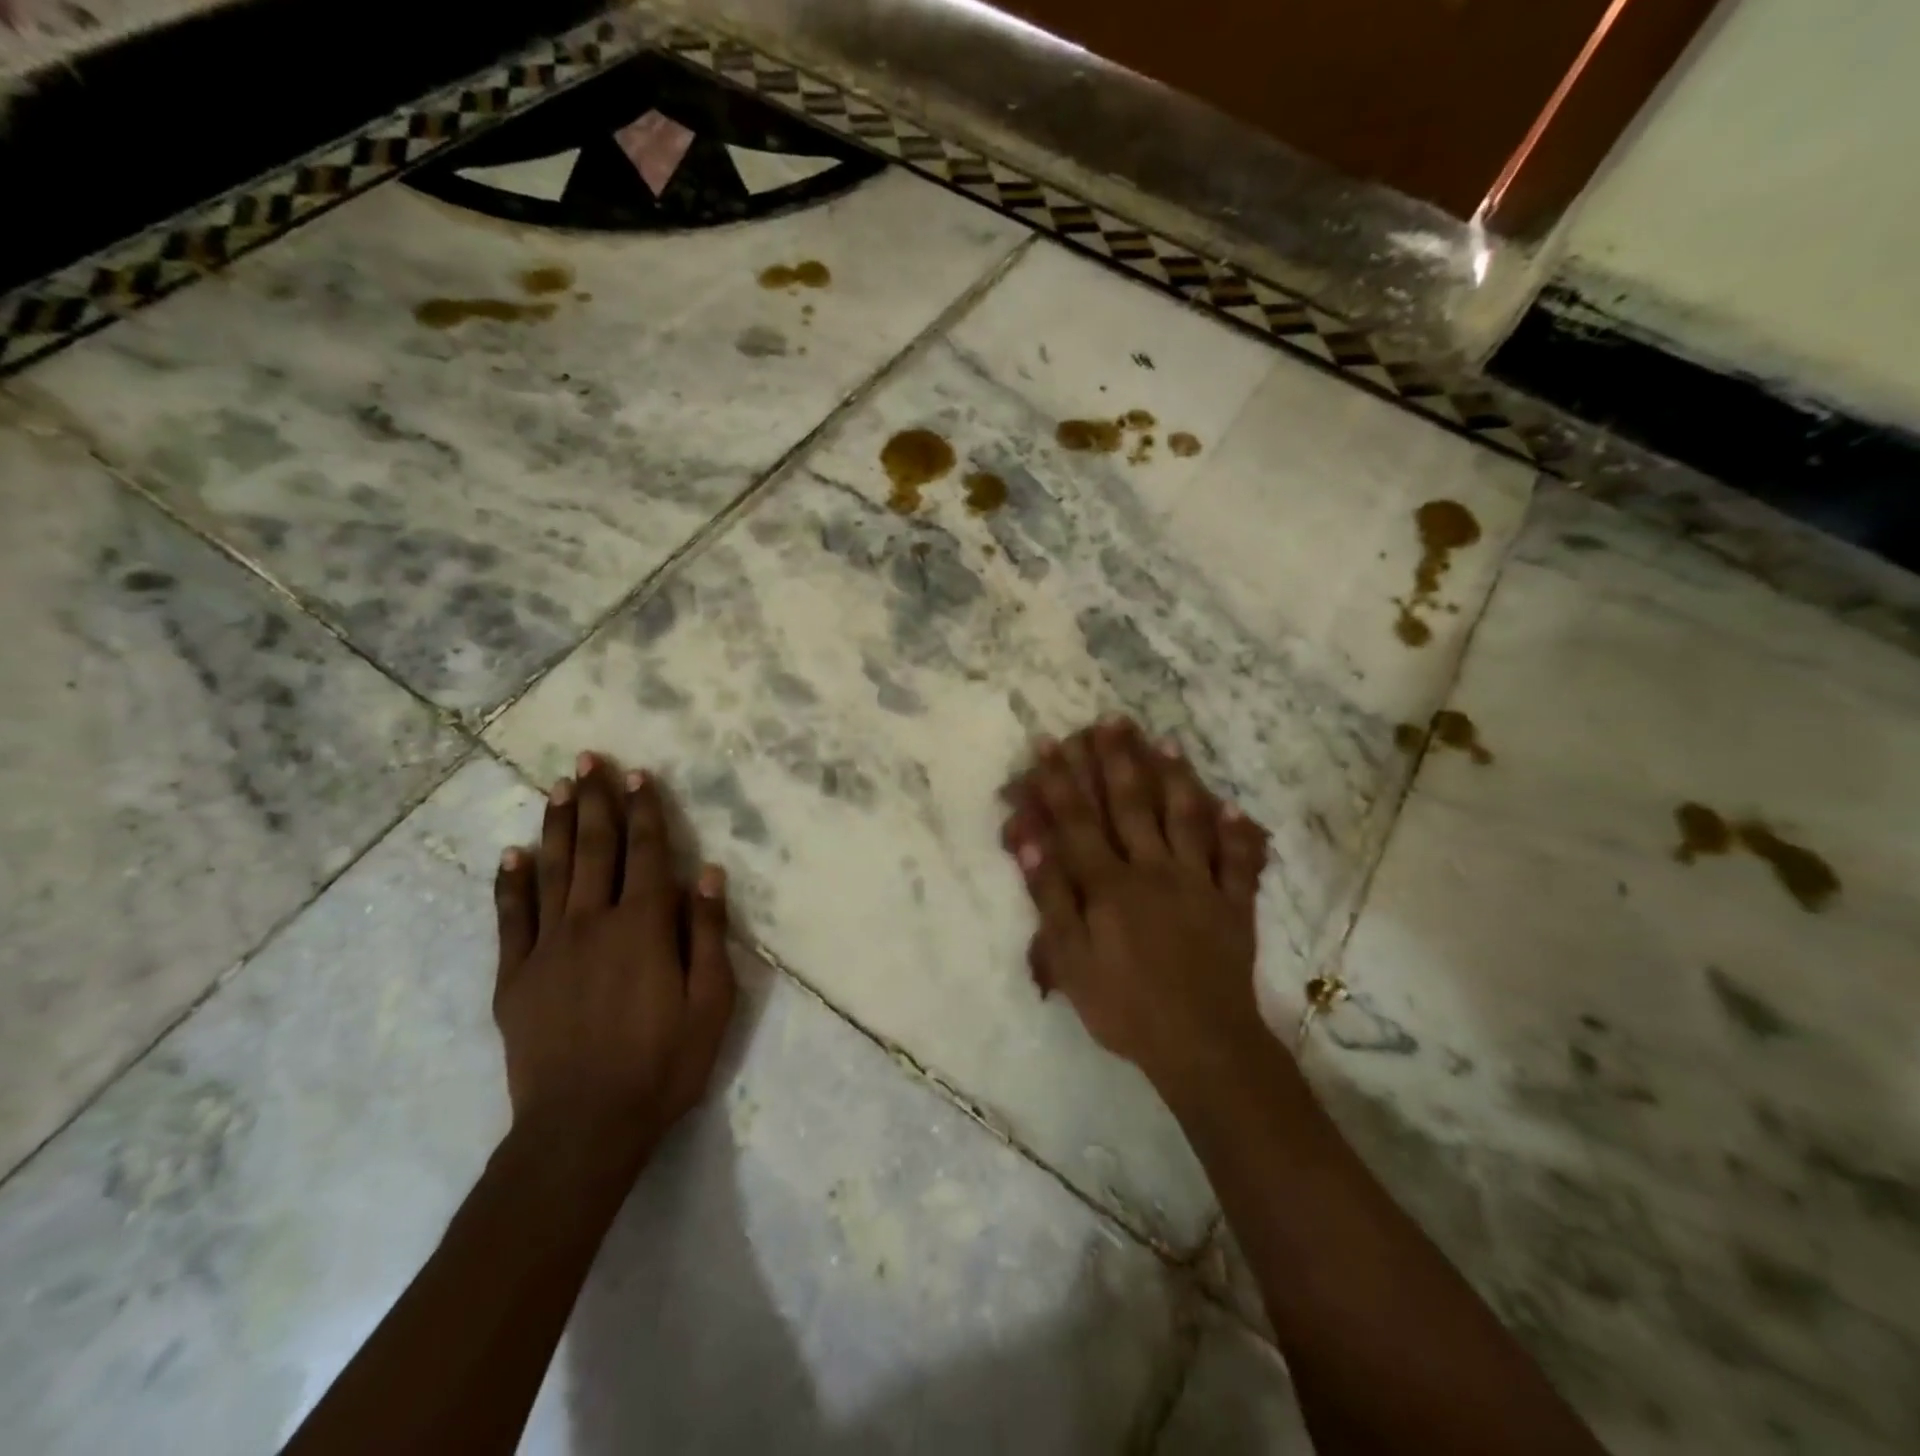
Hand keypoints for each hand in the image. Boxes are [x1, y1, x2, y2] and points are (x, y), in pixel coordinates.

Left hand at [492, 753, 735, 1173]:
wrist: (583, 1128)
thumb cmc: (662, 1064)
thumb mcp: (711, 1002)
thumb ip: (707, 933)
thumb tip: (707, 873)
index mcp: (643, 926)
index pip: (646, 853)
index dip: (645, 811)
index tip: (640, 776)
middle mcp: (593, 922)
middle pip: (595, 849)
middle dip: (595, 801)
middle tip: (589, 760)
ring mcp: (547, 948)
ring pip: (552, 871)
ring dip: (556, 826)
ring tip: (556, 788)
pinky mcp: (515, 977)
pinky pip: (510, 918)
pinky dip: (511, 882)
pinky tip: (512, 854)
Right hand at [1001, 720, 1270, 1094]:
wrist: (1202, 1046)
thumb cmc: (1125, 1007)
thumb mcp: (1071, 961)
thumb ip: (1052, 898)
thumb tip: (1032, 842)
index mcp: (1110, 885)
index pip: (1078, 821)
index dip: (1061, 780)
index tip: (1050, 742)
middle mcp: (1154, 870)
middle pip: (1131, 805)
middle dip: (1117, 760)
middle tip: (1112, 720)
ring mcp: (1198, 883)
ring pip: (1184, 819)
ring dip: (1174, 777)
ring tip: (1165, 740)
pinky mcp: (1232, 905)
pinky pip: (1236, 861)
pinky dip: (1236, 832)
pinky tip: (1233, 806)